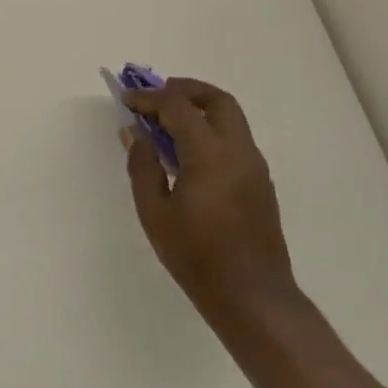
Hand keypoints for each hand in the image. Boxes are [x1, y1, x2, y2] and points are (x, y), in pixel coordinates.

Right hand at [123, 78, 298, 341]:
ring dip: (199, 109)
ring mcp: (255, 166)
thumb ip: (143, 166)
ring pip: (231, 118)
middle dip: (184, 89)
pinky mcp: (260, 182)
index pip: (178, 107)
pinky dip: (210, 130)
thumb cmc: (196, 256)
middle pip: (217, 100)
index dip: (150, 98)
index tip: (127, 100)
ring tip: (167, 123)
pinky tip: (187, 153)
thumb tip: (135, 133)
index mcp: (210, 155)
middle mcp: (239, 151)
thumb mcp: (155, 212)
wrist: (252, 297)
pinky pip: (235, 139)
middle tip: (155, 97)